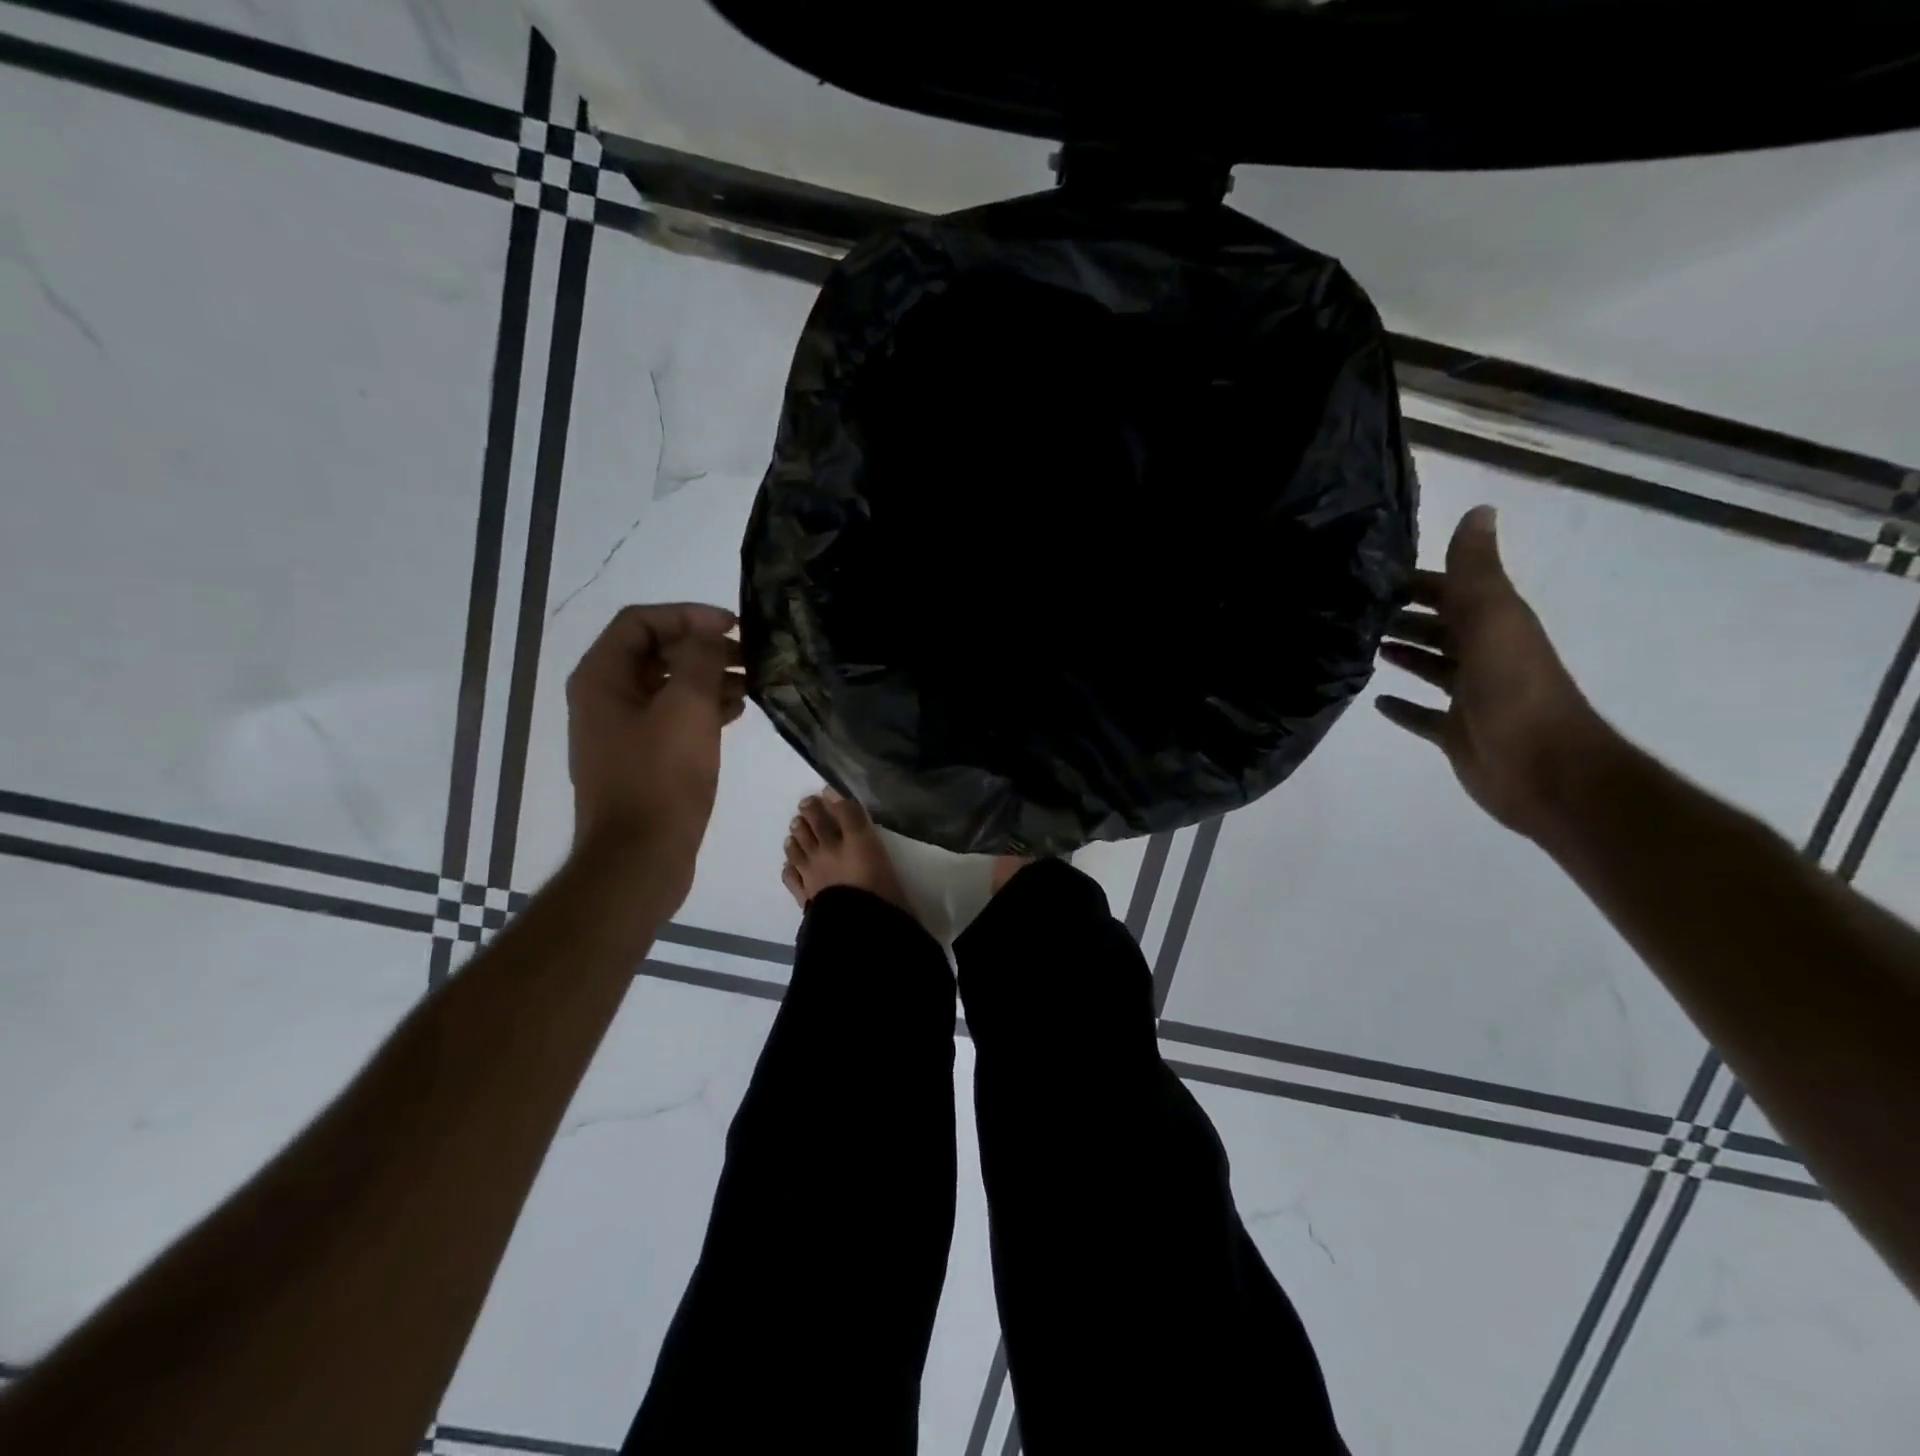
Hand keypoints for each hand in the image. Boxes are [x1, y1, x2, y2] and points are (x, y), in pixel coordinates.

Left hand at [565, 603, 744, 897]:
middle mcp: (606, 698)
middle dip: (704, 648)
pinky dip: (704, 708)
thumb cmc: (661, 778)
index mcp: (602, 678)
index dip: (688, 615)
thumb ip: (699, 659)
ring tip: (753, 684)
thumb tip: (707, 634)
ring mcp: (623, 731)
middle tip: (750, 656)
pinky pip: (674, 717)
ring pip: (669, 686)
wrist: (640, 857)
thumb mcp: (686, 708)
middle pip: (657, 653)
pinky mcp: (643, 758)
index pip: (642, 622)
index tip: (733, 626)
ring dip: (709, 678)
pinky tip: (737, 713)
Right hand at [1376, 506, 1618, 840]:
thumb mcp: (1494, 618)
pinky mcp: (1454, 732)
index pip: (1451, 591)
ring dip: (1403, 655)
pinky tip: (1376, 701)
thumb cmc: (1513, 688)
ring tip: (1362, 646)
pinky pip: (1422, 715)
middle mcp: (1483, 655)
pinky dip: (1402, 707)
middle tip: (1353, 611)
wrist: (1542, 767)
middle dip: (1404, 616)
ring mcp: (1469, 696)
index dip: (1417, 581)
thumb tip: (1479, 509)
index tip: (1370, 575)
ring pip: (1431, 667)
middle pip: (1439, 628)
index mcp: (1494, 624)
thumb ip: (1477, 570)